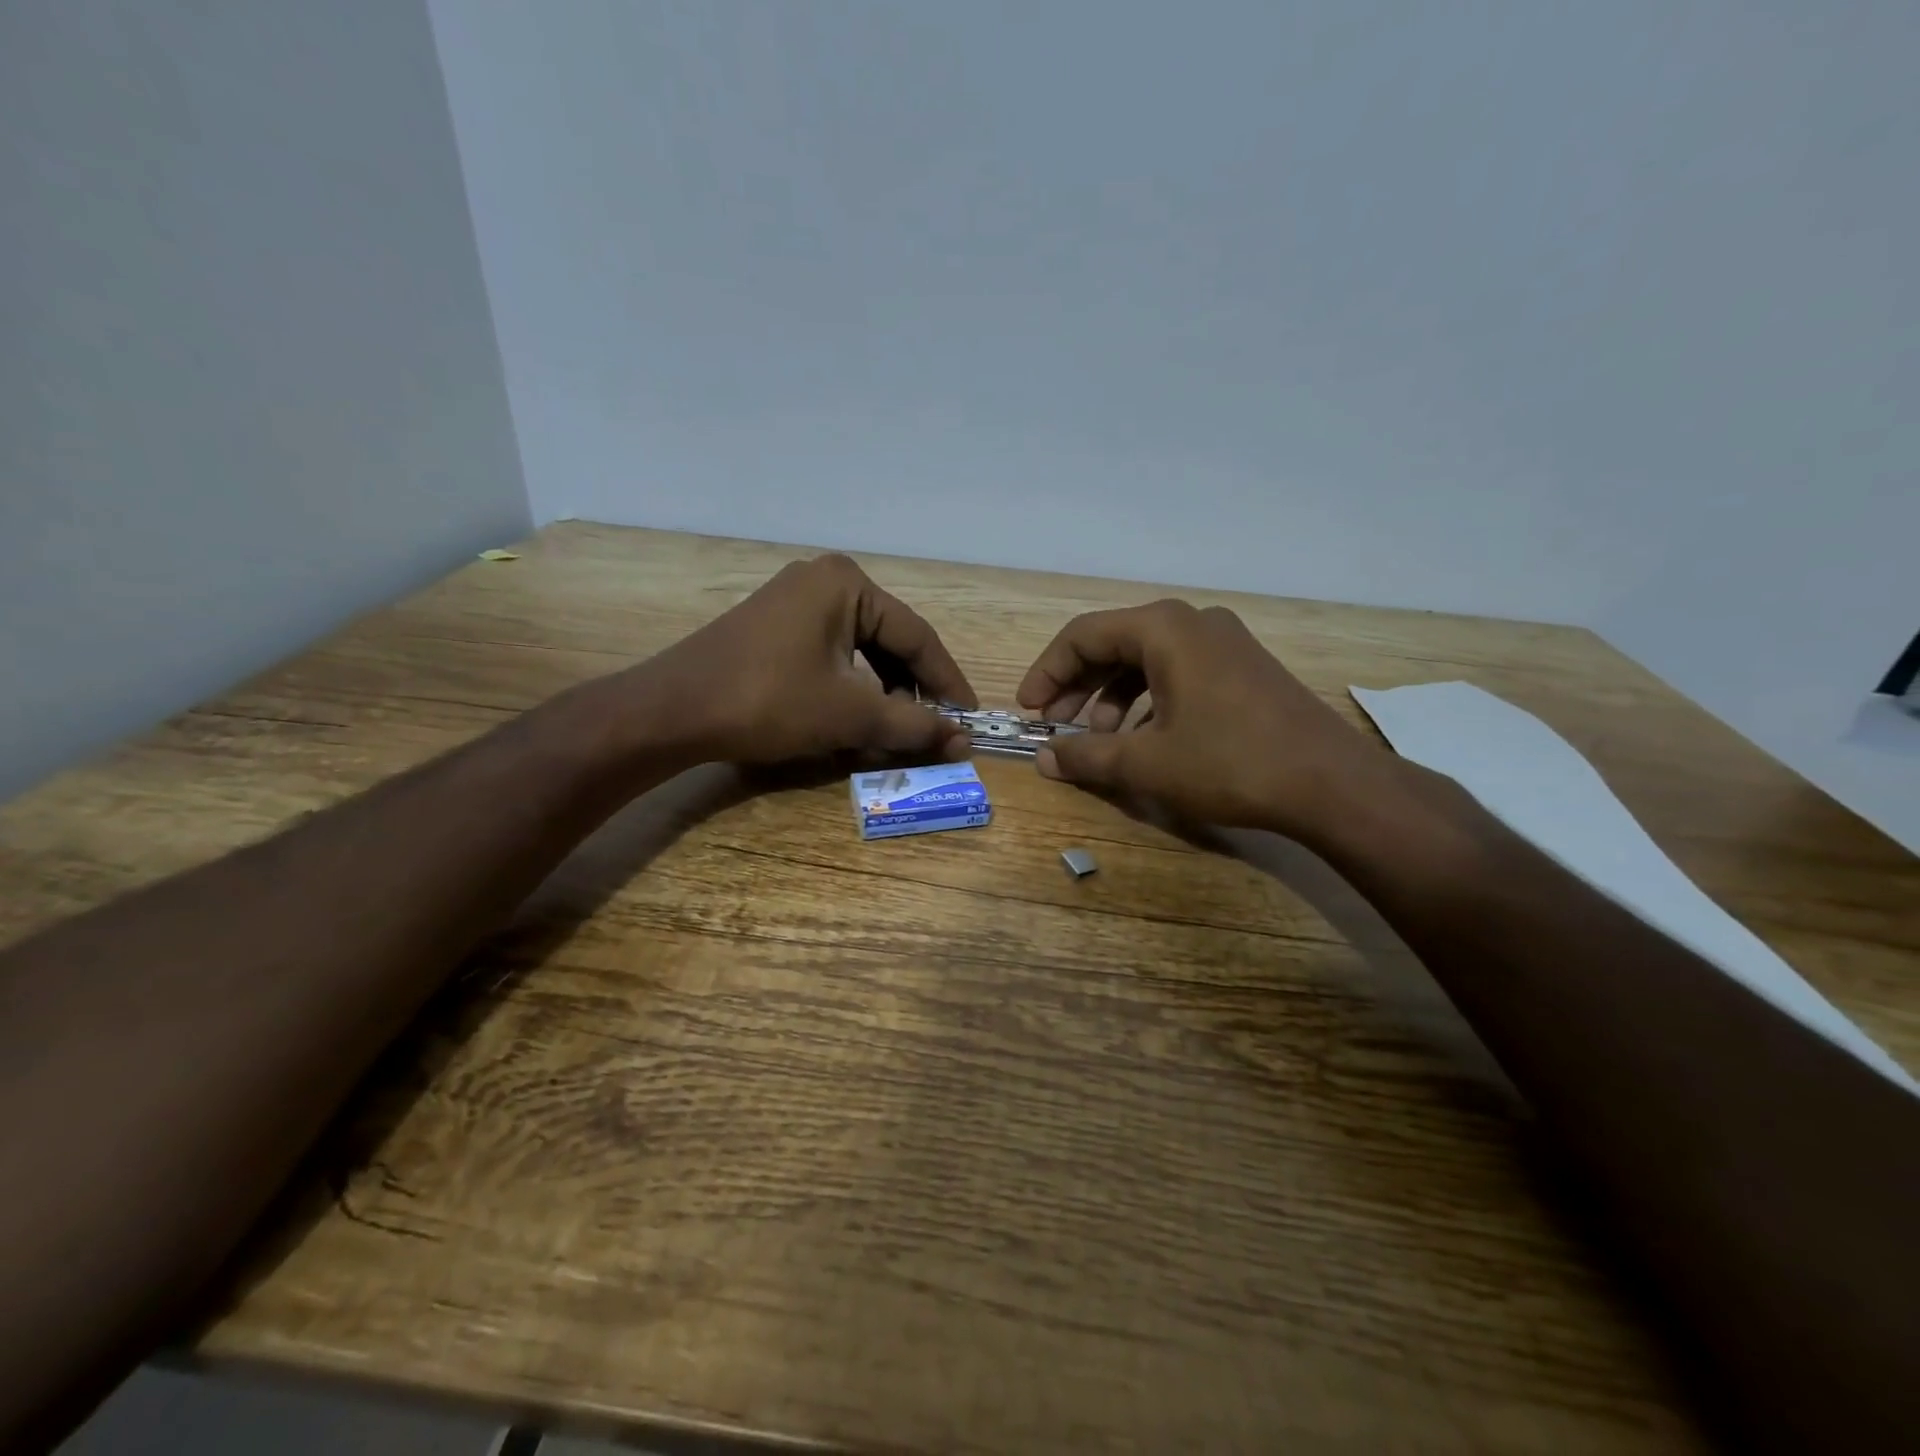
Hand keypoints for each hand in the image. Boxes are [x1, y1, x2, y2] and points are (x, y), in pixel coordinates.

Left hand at [641, 554, 976, 765]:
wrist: (673, 711)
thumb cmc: (770, 702)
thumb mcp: (851, 714)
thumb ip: (913, 725)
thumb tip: (963, 741)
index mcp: (848, 584)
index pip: (917, 636)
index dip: (947, 681)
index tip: (970, 718)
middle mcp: (824, 579)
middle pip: (889, 639)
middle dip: (913, 688)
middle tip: (934, 727)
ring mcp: (794, 600)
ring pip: (860, 649)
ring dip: (883, 690)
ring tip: (896, 728)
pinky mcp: (774, 625)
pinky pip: (831, 653)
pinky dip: (850, 686)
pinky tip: (855, 717)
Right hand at [1016, 599, 1399, 840]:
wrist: (1332, 784)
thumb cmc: (1230, 763)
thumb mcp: (1147, 763)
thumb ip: (1087, 755)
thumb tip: (1043, 758)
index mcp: (1163, 629)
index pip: (1082, 636)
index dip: (1047, 673)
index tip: (1028, 712)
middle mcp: (1192, 622)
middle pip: (1113, 644)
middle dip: (1077, 687)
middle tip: (1056, 727)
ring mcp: (1223, 643)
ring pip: (1146, 660)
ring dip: (1112, 698)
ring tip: (1100, 740)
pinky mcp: (1242, 668)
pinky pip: (1176, 673)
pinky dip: (1147, 701)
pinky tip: (1144, 739)